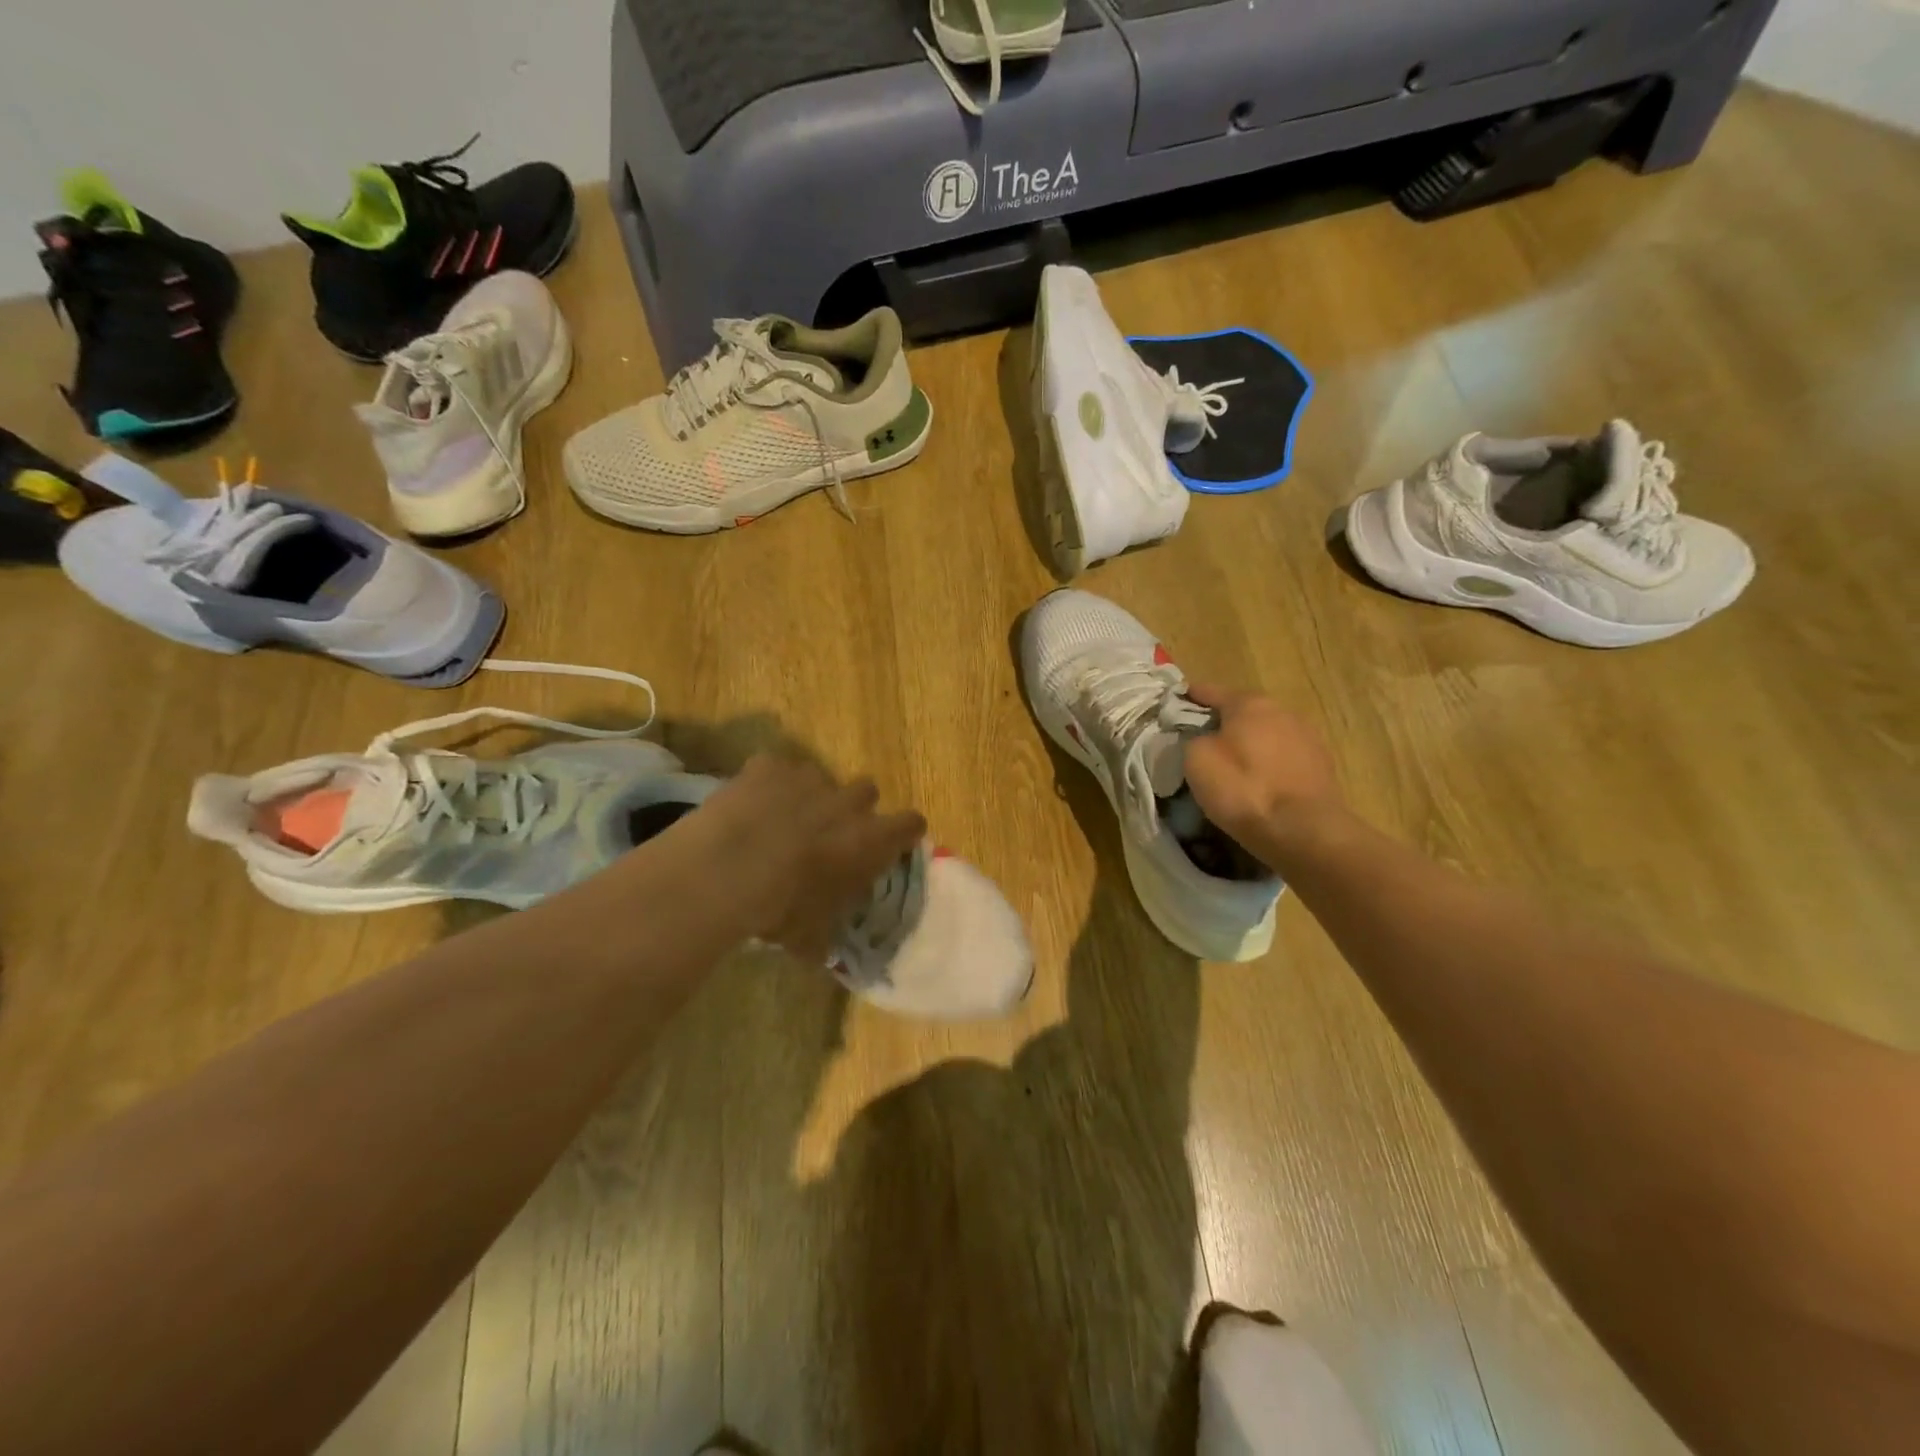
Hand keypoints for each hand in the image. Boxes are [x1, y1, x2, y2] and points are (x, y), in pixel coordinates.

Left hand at [668, 754, 925, 963]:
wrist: (726, 869)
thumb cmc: (781, 907)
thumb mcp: (809, 935)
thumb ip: (824, 936)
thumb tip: (820, 953)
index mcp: (869, 839)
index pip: (910, 824)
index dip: (904, 832)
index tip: (894, 842)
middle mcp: (847, 800)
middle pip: (867, 790)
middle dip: (853, 808)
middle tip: (830, 833)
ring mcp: (807, 777)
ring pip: (821, 776)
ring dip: (810, 794)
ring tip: (782, 819)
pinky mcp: (768, 766)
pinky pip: (775, 769)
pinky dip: (767, 783)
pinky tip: (749, 805)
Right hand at [1183, 686, 1344, 864]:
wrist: (1302, 830)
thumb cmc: (1243, 789)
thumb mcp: (1197, 760)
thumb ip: (1194, 739)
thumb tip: (1203, 739)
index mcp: (1250, 704)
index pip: (1212, 692)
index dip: (1192, 696)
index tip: (1178, 701)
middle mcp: (1282, 711)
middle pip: (1244, 712)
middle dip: (1224, 722)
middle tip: (1203, 739)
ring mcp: (1307, 738)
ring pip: (1268, 734)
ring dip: (1251, 743)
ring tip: (1234, 764)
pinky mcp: (1322, 766)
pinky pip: (1284, 758)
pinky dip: (1270, 764)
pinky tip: (1261, 782)